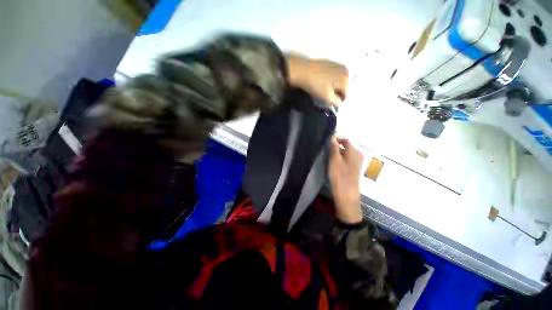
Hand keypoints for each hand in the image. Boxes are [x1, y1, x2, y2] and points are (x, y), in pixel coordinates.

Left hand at [286, 54, 348, 106]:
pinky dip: (330, 80)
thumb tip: (340, 103)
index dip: (338, 101)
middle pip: (343, 87)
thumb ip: (336, 102)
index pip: (346, 96)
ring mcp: (338, 65)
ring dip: (333, 87)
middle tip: (325, 96)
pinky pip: (334, 76)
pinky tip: (321, 82)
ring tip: (323, 89)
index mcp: (346, 79)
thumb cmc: (316, 86)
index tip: (329, 102)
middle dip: (336, 93)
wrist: (303, 71)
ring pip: (338, 81)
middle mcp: (345, 70)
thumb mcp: (327, 98)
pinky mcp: (330, 63)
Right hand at [328, 137, 363, 223]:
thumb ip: (334, 147)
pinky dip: (340, 157)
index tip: (326, 139)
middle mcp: (358, 154)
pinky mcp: (354, 168)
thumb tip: (332, 136)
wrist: (347, 195)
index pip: (345, 139)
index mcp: (354, 151)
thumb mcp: (334, 160)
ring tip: (327, 154)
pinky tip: (333, 161)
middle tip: (325, 147)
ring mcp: (357, 162)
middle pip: (346, 145)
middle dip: (336, 145)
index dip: (336, 138)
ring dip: (337, 151)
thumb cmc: (340, 176)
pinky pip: (347, 158)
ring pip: (346, 152)